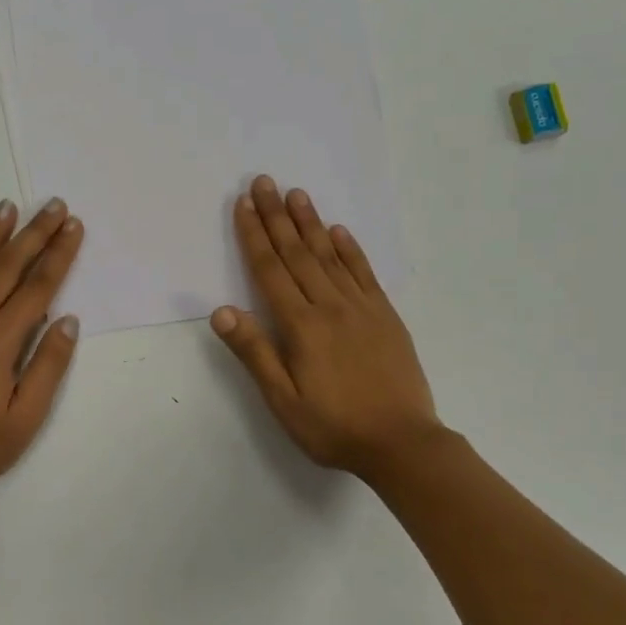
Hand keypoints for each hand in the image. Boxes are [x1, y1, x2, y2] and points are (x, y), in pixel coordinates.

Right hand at [211, 176, 440, 480]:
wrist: (402, 443)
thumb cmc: (334, 427)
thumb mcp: (283, 400)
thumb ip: (254, 352)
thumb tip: (223, 310)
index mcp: (301, 326)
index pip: (270, 271)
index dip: (254, 236)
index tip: (243, 204)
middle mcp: (330, 306)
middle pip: (298, 253)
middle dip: (277, 216)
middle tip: (264, 181)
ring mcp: (362, 308)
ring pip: (330, 255)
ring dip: (311, 223)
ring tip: (297, 193)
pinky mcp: (386, 316)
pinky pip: (364, 273)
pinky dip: (350, 249)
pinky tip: (339, 231)